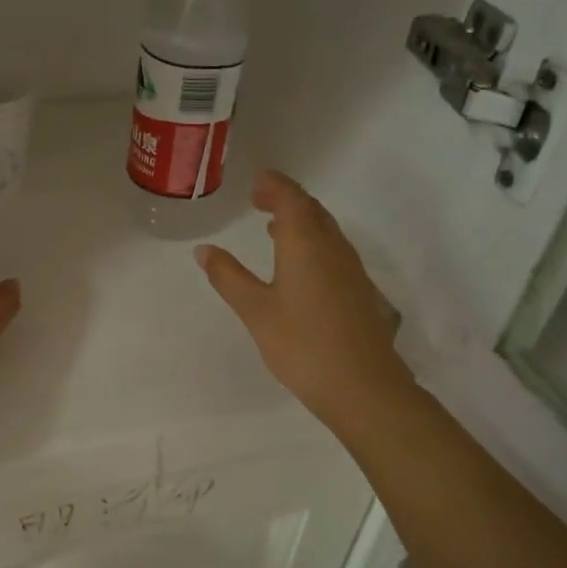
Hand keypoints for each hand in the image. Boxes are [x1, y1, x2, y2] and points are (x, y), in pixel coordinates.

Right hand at [197, 171, 408, 438]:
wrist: (363, 386)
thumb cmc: (302, 344)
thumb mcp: (255, 310)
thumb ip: (229, 277)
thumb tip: (204, 249)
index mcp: (305, 243)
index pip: (291, 198)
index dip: (274, 185)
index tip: (256, 181)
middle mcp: (332, 247)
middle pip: (311, 209)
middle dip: (286, 198)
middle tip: (259, 199)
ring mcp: (350, 268)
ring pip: (325, 229)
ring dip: (301, 219)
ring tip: (274, 227)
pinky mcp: (358, 290)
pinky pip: (333, 248)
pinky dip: (312, 241)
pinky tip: (299, 264)